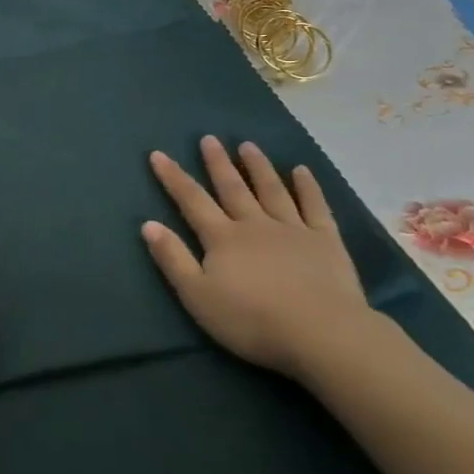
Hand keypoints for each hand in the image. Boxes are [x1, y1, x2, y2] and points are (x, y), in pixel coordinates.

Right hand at [143, 137, 371, 381]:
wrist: (321, 334)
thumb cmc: (252, 320)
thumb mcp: (198, 296)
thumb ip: (173, 259)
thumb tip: (148, 224)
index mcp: (223, 238)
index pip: (191, 201)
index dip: (173, 177)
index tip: (158, 154)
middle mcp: (254, 224)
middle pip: (232, 188)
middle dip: (218, 163)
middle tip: (209, 138)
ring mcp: (292, 229)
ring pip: (271, 190)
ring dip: (258, 167)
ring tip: (247, 145)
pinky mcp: (325, 241)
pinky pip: (315, 207)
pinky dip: (308, 187)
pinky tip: (301, 171)